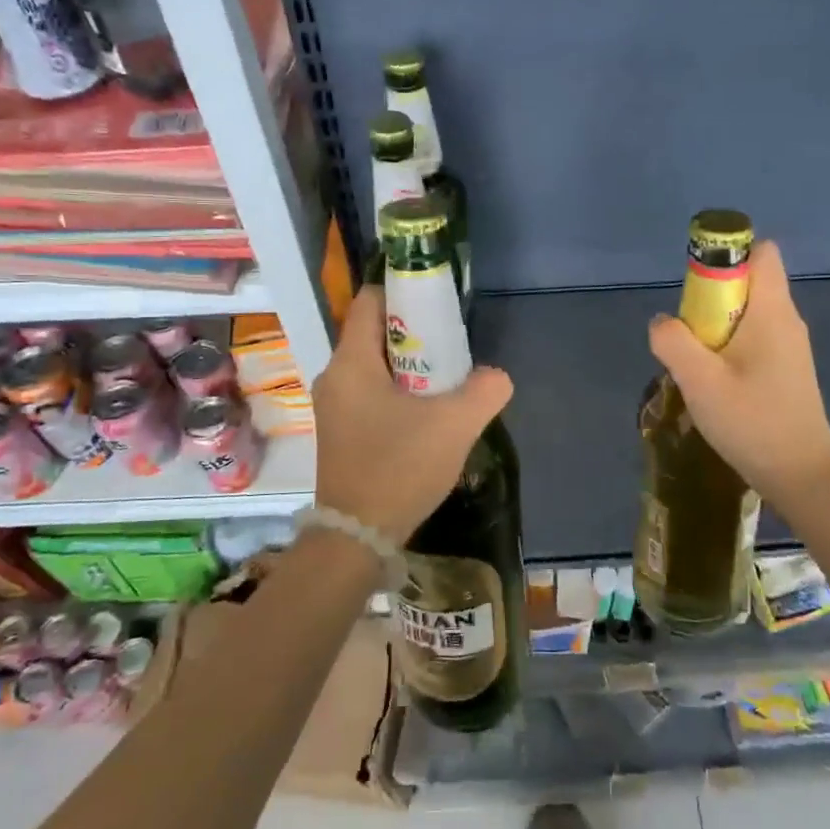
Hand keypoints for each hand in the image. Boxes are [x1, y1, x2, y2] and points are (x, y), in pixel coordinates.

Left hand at [311, 284, 513, 541]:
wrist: (358, 536)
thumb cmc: (400, 468)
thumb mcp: (455, 425)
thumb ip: (485, 390)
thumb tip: (494, 378)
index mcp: (352, 363)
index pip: (370, 301)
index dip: (403, 292)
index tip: (437, 303)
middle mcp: (335, 377)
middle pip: (374, 333)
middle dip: (414, 332)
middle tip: (451, 345)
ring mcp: (335, 407)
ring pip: (374, 366)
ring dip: (409, 366)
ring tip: (446, 379)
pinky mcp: (341, 431)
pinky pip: (370, 392)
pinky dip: (398, 391)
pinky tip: (427, 412)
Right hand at [647, 240, 829, 509]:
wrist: (802, 476)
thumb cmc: (753, 422)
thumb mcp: (700, 381)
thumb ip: (673, 342)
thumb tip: (662, 322)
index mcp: (772, 311)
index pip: (761, 252)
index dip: (727, 254)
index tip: (695, 284)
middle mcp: (786, 320)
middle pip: (748, 281)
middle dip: (710, 296)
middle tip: (688, 333)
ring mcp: (790, 346)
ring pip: (747, 313)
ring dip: (716, 326)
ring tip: (696, 363)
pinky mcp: (787, 369)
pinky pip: (753, 337)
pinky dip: (729, 347)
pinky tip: (715, 383)